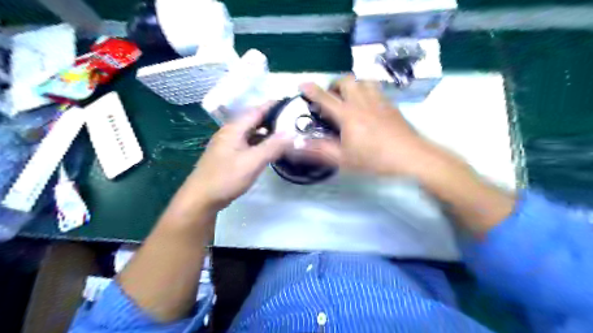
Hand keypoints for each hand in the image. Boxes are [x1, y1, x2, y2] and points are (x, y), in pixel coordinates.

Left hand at [184, 105, 288, 212]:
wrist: (201, 198)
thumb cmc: (226, 178)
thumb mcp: (253, 162)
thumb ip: (272, 146)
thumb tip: (291, 133)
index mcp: (234, 129)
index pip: (257, 110)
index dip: (273, 105)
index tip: (290, 102)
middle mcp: (230, 132)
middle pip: (253, 120)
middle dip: (272, 118)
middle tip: (291, 120)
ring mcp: (228, 144)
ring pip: (251, 132)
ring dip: (266, 131)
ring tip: (284, 133)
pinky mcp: (228, 155)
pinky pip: (248, 143)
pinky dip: (260, 143)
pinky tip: (269, 149)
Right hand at [302, 75, 433, 177]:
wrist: (410, 156)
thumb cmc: (375, 159)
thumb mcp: (344, 159)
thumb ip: (320, 150)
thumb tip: (298, 144)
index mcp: (348, 115)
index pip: (326, 98)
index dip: (312, 91)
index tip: (303, 85)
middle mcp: (362, 102)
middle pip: (346, 80)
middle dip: (335, 85)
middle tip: (331, 98)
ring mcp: (378, 101)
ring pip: (363, 81)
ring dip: (352, 85)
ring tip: (349, 98)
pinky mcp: (391, 104)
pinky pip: (376, 88)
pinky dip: (366, 90)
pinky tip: (367, 105)